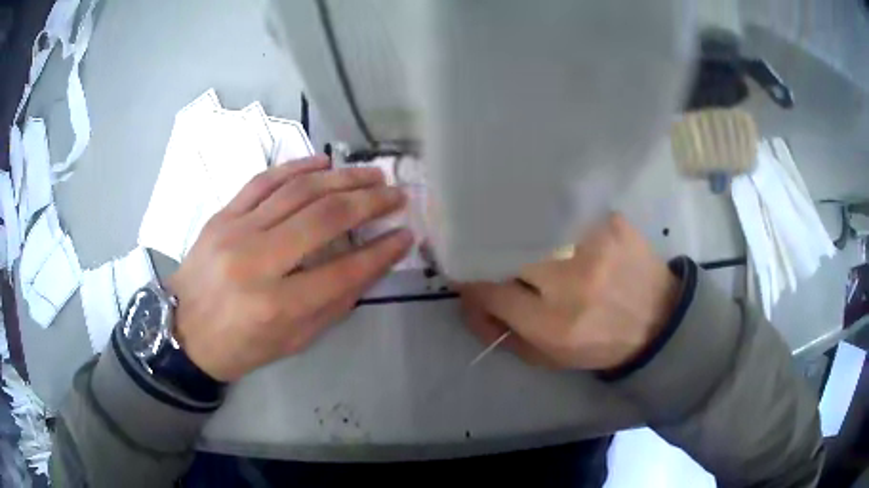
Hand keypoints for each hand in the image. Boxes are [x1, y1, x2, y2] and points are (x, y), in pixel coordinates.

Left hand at [167, 155, 411, 381]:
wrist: (183, 330)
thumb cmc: (240, 346)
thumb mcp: (293, 342)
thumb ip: (334, 303)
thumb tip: (371, 264)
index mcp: (277, 306)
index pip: (344, 271)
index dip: (382, 251)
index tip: (406, 235)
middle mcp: (257, 261)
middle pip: (324, 218)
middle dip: (370, 202)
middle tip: (397, 194)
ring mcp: (236, 231)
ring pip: (298, 191)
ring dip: (342, 178)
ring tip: (372, 174)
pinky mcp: (222, 215)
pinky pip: (264, 180)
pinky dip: (297, 166)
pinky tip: (324, 162)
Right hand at [456, 214, 678, 370]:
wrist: (658, 319)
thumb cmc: (600, 343)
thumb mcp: (548, 357)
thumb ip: (501, 333)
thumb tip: (467, 300)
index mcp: (553, 323)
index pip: (488, 288)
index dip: (466, 277)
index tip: (461, 269)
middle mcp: (571, 280)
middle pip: (506, 248)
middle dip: (483, 244)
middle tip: (476, 240)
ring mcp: (593, 244)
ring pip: (530, 221)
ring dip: (511, 223)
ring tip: (505, 223)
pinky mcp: (609, 220)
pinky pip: (561, 208)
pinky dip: (544, 211)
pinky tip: (543, 215)